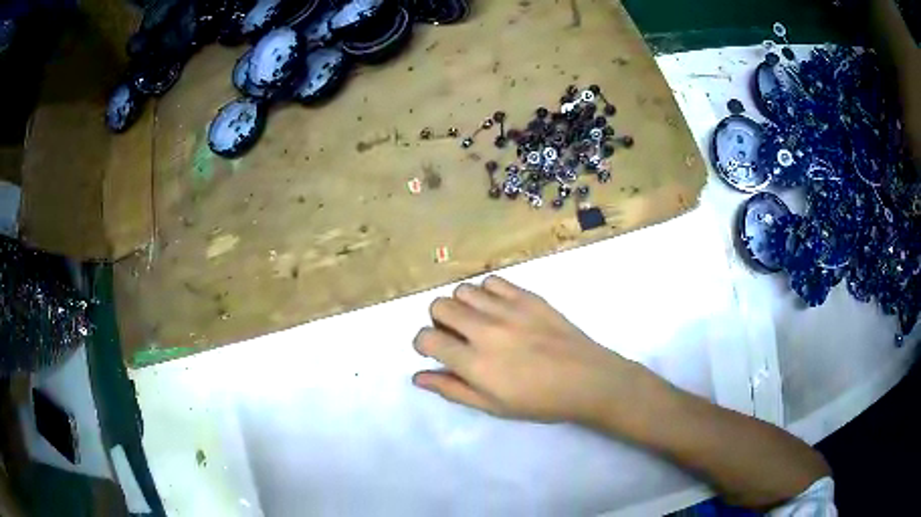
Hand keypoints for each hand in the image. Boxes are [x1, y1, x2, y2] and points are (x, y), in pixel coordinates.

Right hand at [412, 276, 641, 424]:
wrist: (587, 380)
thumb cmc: (539, 402)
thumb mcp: (492, 406)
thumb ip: (452, 389)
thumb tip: (418, 377)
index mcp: (475, 363)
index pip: (427, 338)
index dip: (423, 344)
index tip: (435, 350)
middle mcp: (486, 330)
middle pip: (440, 306)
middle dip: (439, 321)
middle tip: (457, 336)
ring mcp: (508, 309)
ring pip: (463, 289)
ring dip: (462, 305)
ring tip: (478, 321)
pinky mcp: (528, 297)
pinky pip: (493, 281)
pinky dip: (487, 293)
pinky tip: (499, 309)